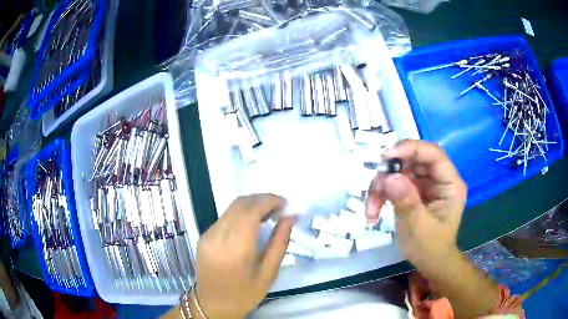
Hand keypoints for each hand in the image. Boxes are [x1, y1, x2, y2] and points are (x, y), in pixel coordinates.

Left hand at [194, 194, 294, 318]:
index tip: (285, 203)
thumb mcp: (268, 273)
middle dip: (262, 199)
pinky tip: (251, 224)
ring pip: (231, 208)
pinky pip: (224, 217)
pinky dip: (240, 214)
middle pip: (240, 204)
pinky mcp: (203, 236)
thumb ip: (279, 242)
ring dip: (251, 205)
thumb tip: (290, 218)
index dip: (269, 200)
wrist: (212, 305)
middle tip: (279, 208)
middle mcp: (217, 236)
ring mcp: (207, 235)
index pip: (251, 210)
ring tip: (268, 215)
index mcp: (235, 248)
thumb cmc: (244, 294)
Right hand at [365, 140, 466, 269]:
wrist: (429, 262)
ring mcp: (424, 184)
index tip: (386, 156)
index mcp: (450, 183)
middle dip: (390, 171)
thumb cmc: (431, 248)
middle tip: (375, 186)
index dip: (411, 149)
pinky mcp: (412, 191)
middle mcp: (438, 178)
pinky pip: (392, 183)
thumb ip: (407, 202)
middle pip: (412, 160)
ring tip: (371, 208)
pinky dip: (380, 195)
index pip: (433, 155)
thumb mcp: (420, 228)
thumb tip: (389, 177)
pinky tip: (373, 212)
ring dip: (381, 187)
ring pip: (399, 170)